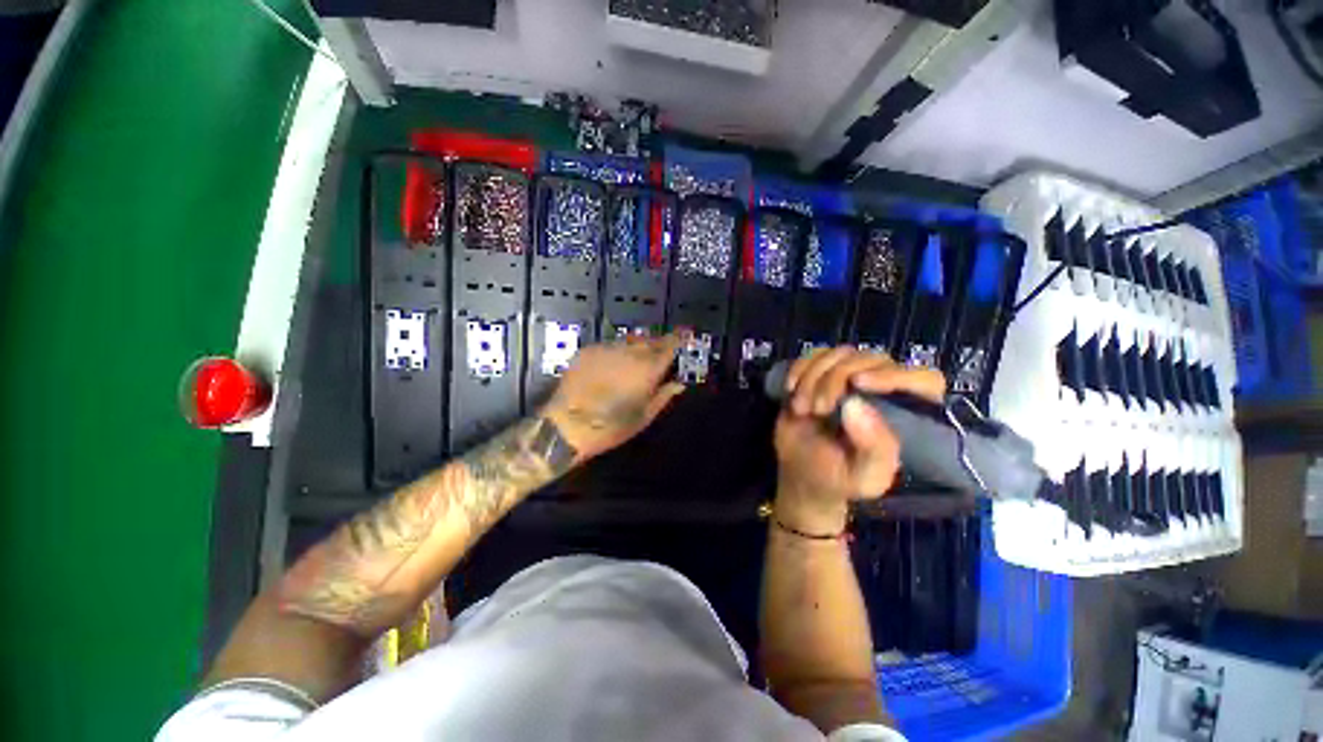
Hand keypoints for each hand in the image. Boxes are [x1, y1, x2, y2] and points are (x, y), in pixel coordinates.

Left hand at [542, 332, 685, 461]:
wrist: (566, 425)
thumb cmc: (611, 427)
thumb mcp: (644, 416)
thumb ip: (664, 395)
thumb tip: (678, 383)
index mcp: (647, 368)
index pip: (669, 345)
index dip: (679, 339)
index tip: (686, 335)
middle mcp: (629, 352)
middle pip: (650, 341)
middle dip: (658, 344)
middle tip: (660, 354)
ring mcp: (607, 349)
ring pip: (630, 341)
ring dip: (638, 347)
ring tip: (636, 361)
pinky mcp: (589, 350)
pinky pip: (610, 346)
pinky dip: (618, 352)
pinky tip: (613, 365)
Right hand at [773, 348, 944, 533]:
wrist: (800, 472)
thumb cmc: (838, 478)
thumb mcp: (863, 478)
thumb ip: (874, 449)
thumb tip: (856, 405)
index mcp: (909, 416)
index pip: (924, 380)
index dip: (895, 375)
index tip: (858, 384)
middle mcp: (885, 390)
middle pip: (872, 360)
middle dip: (836, 380)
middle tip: (817, 409)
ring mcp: (852, 377)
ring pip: (840, 353)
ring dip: (813, 377)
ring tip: (802, 408)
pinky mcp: (824, 371)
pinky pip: (815, 354)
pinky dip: (799, 368)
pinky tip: (791, 389)